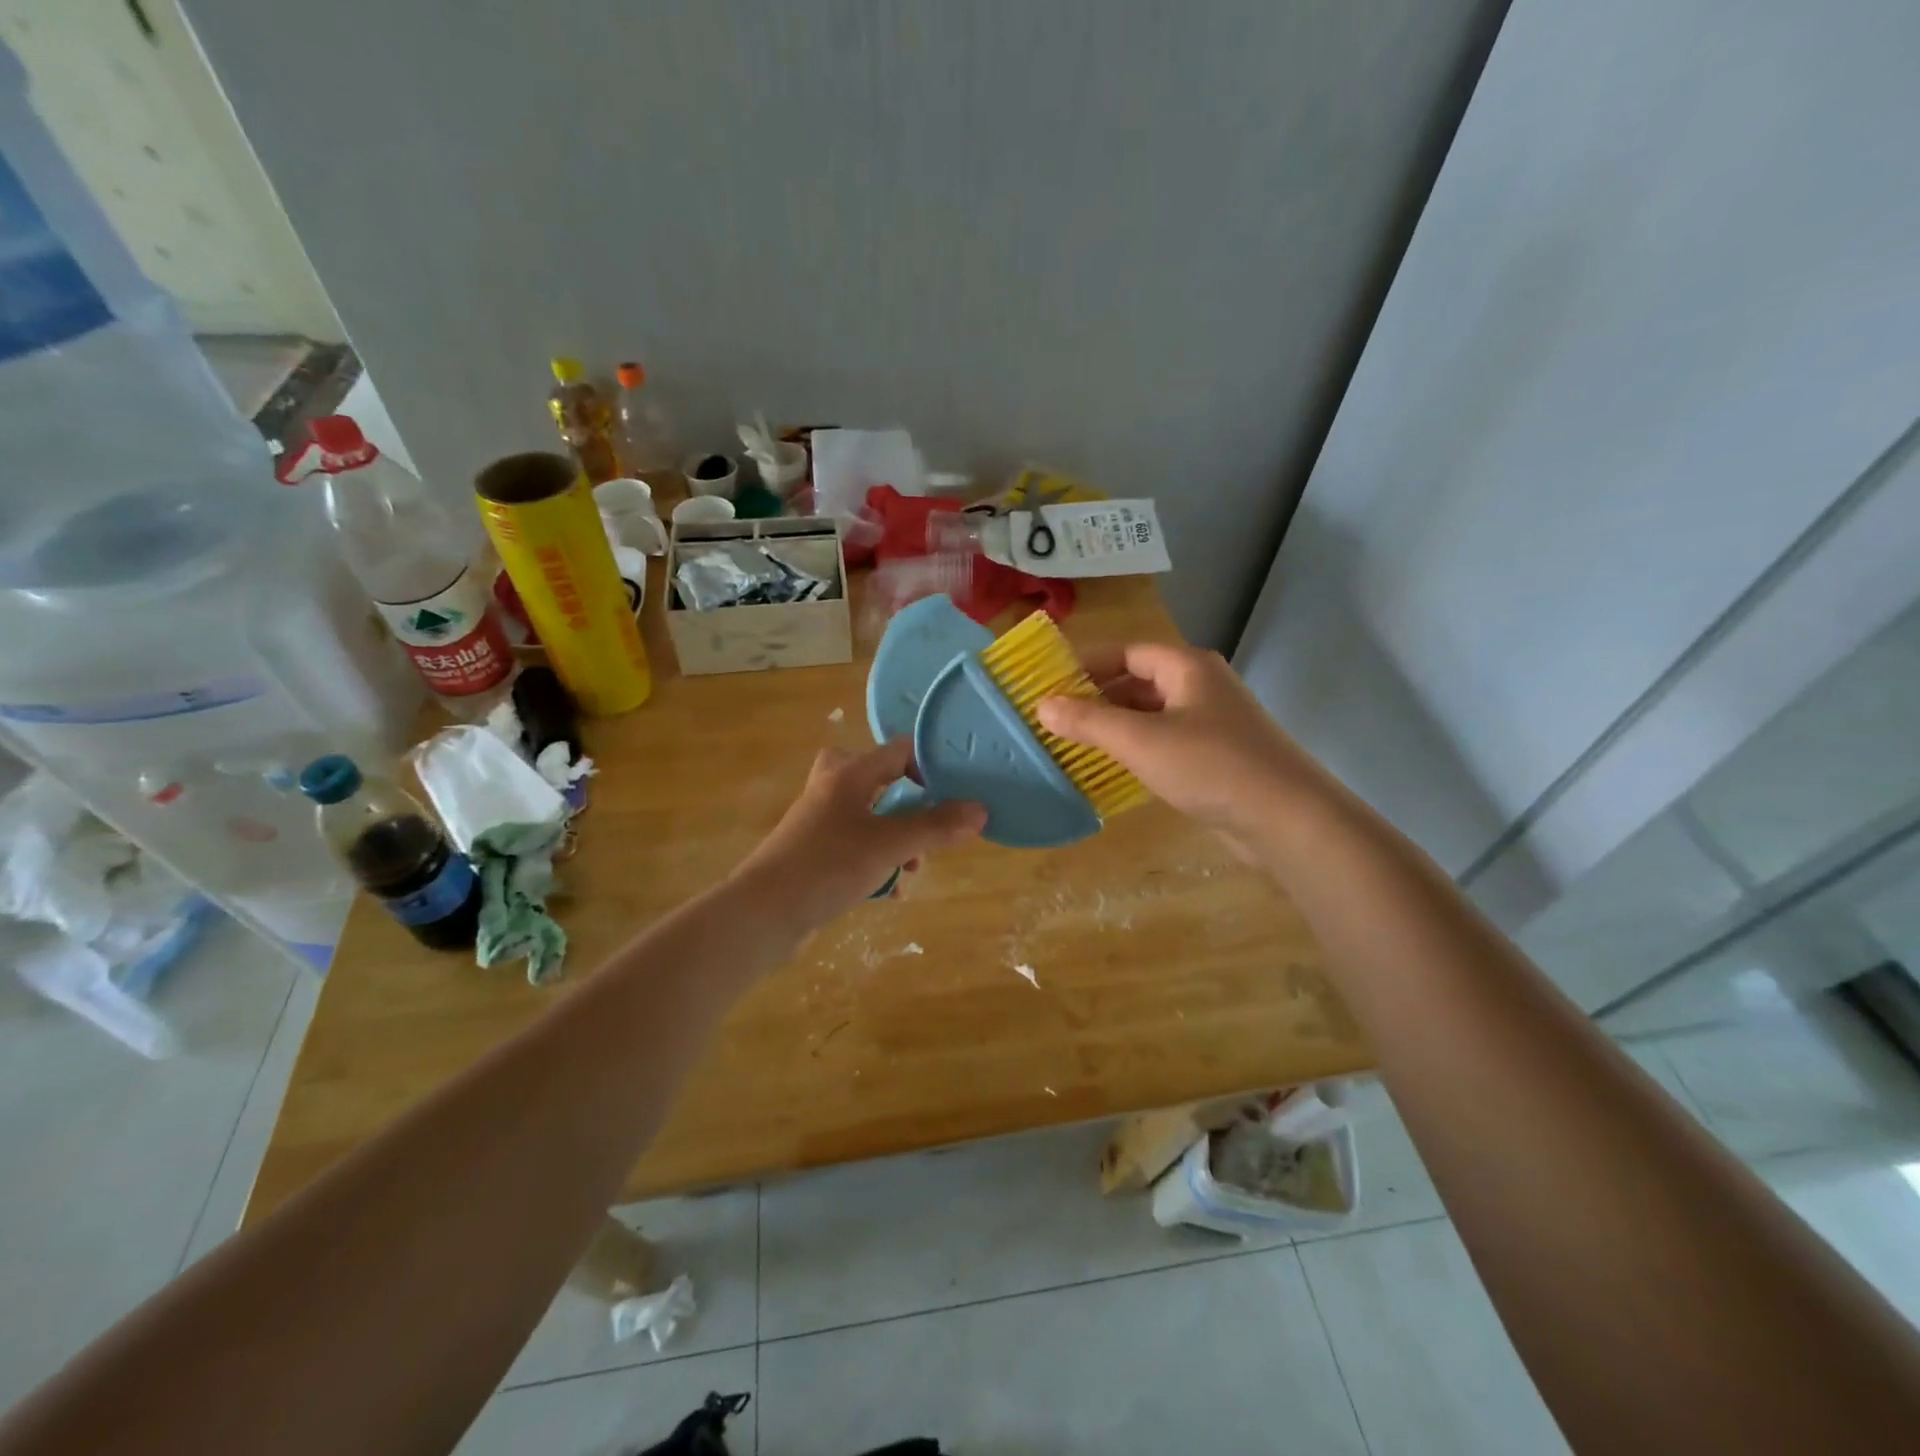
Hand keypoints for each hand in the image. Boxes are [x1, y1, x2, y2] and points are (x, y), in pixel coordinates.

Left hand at [731, 740, 985, 934]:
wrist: (763, 914)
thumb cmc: (827, 866)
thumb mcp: (889, 845)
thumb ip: (935, 827)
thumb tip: (980, 810)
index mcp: (848, 774)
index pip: (898, 750)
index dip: (930, 765)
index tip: (955, 792)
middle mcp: (831, 790)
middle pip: (878, 779)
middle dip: (908, 803)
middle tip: (926, 822)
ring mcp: (819, 822)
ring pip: (869, 816)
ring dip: (895, 838)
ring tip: (913, 866)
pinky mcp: (814, 853)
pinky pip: (855, 846)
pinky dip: (875, 861)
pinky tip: (889, 891)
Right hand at [1036, 643, 1322, 859]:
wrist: (1287, 819)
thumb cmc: (1210, 766)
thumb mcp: (1140, 740)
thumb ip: (1089, 721)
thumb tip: (1042, 705)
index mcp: (1187, 666)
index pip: (1126, 651)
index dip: (1086, 664)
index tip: (1049, 683)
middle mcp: (1201, 686)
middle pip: (1138, 682)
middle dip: (1097, 698)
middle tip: (1055, 719)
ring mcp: (1212, 723)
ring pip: (1152, 715)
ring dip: (1115, 727)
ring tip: (1074, 745)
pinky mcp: (1217, 757)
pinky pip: (1166, 743)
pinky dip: (1137, 750)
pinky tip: (1113, 770)